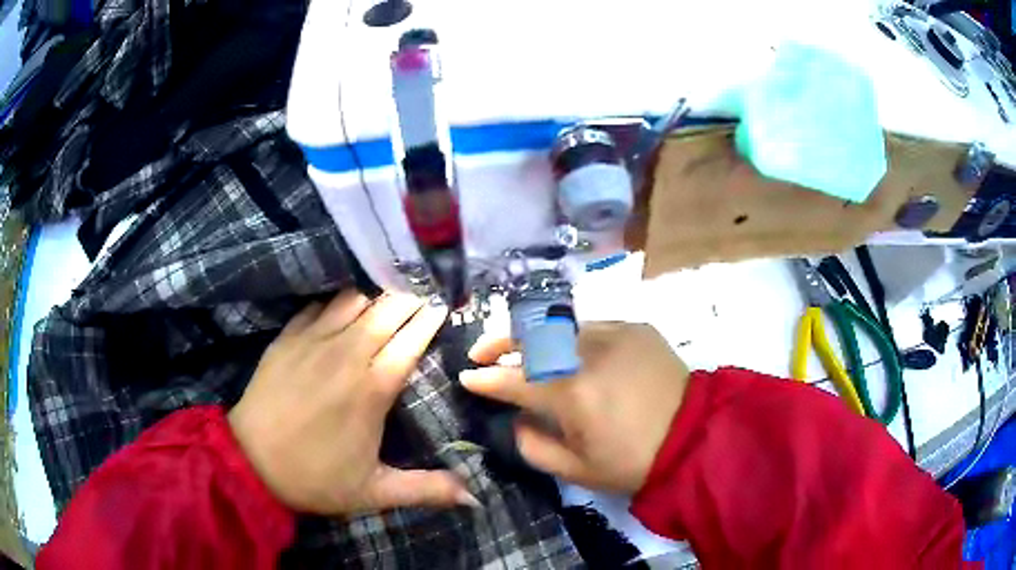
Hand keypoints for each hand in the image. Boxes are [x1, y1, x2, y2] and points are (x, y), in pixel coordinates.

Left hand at [228, 291, 478, 515]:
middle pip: (385, 311)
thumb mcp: (375, 492)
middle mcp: (346, 355)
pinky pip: (317, 306)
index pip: (410, 340)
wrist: (250, 463)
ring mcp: (312, 341)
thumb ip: (427, 491)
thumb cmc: (315, 478)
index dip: (429, 319)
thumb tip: (474, 497)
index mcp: (372, 389)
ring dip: (373, 297)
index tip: (442, 306)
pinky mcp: (287, 338)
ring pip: (352, 300)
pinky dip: (335, 303)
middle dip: (407, 299)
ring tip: (385, 301)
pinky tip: (340, 309)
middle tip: (420, 298)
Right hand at [460, 322, 688, 493]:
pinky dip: (571, 337)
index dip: (486, 379)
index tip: (466, 377)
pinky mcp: (635, 327)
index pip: (515, 380)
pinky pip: (591, 326)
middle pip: (531, 336)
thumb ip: (533, 446)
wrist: (694, 437)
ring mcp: (614, 333)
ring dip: (533, 336)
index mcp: (572, 394)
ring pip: (560, 325)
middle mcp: (588, 353)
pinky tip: (570, 351)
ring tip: (521, 347)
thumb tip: (517, 419)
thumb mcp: (576, 470)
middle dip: (499, 341)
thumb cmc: (633, 462)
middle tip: (481, 351)